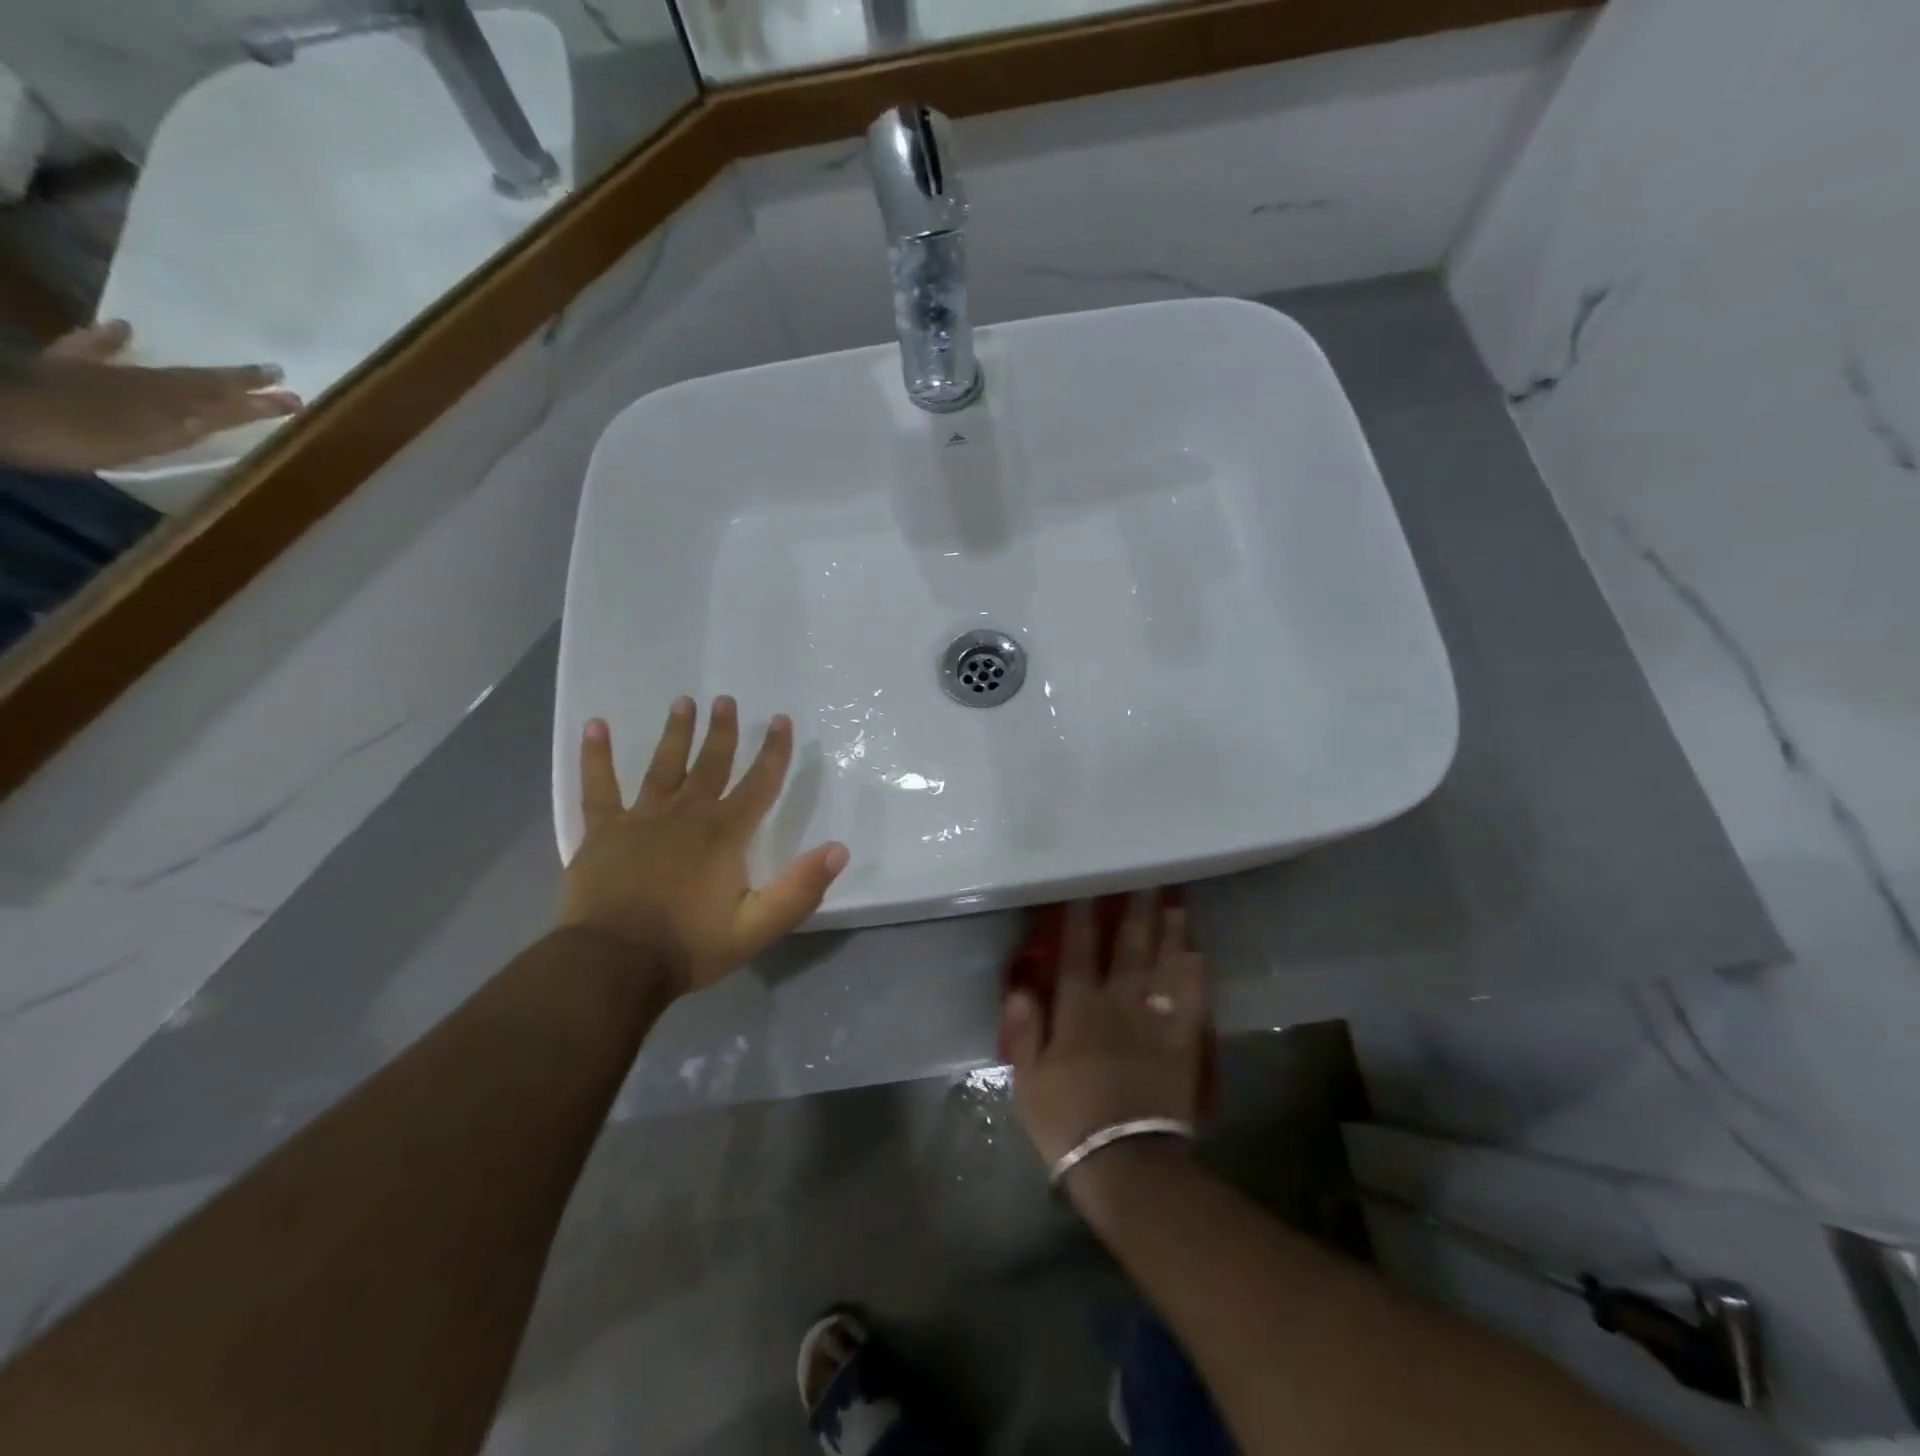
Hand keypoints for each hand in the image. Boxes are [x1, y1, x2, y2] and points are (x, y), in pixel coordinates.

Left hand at [0, 320, 301, 473]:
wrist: (9, 418)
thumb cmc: (85, 436)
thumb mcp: (155, 435)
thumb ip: (200, 416)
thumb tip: (240, 399)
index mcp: (171, 399)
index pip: (227, 398)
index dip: (260, 398)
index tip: (294, 396)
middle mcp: (149, 382)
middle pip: (203, 380)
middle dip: (241, 380)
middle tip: (275, 373)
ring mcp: (110, 374)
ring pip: (168, 371)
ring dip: (203, 372)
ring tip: (231, 368)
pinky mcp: (70, 369)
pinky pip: (97, 349)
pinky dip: (112, 340)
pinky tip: (123, 328)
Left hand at [558, 696, 849, 996]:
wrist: (614, 964)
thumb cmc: (689, 946)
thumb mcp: (757, 927)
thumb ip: (800, 889)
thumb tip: (839, 849)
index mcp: (726, 834)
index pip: (759, 783)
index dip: (774, 751)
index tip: (780, 720)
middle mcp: (687, 814)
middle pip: (710, 764)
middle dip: (722, 731)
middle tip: (725, 700)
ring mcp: (641, 818)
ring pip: (662, 766)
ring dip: (675, 733)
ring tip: (682, 702)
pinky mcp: (603, 831)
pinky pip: (598, 786)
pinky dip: (595, 756)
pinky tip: (594, 725)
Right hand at [1001, 893, 1207, 1179]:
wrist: (1125, 1163)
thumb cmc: (1068, 1121)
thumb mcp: (1027, 1079)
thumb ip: (1024, 1029)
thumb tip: (1021, 985)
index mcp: (1078, 1010)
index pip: (1077, 953)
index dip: (1080, 920)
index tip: (1087, 890)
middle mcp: (1118, 1004)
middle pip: (1129, 949)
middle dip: (1136, 913)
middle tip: (1147, 880)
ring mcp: (1155, 1022)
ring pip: (1164, 966)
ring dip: (1170, 932)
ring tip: (1176, 902)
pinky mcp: (1182, 1044)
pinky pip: (1193, 1001)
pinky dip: (1196, 975)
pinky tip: (1199, 953)